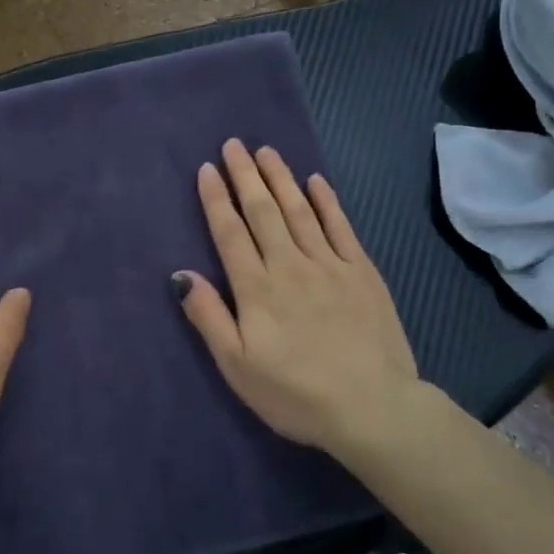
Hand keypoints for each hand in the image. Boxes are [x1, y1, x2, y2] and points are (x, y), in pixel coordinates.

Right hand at [173, 140, 426, 457]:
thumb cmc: (295, 394)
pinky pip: (341, 227)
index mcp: (257, 288)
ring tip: (266, 151)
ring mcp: (329, 265)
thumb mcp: (237, 367)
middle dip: (246, 175)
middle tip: (234, 144)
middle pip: (263, 211)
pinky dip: (327, 201)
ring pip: (299, 211)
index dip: (217, 199)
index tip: (207, 169)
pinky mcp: (362, 272)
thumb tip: (180, 274)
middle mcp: (290, 265)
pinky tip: (316, 181)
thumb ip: (209, 317)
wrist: (373, 408)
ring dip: (281, 178)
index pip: (230, 233)